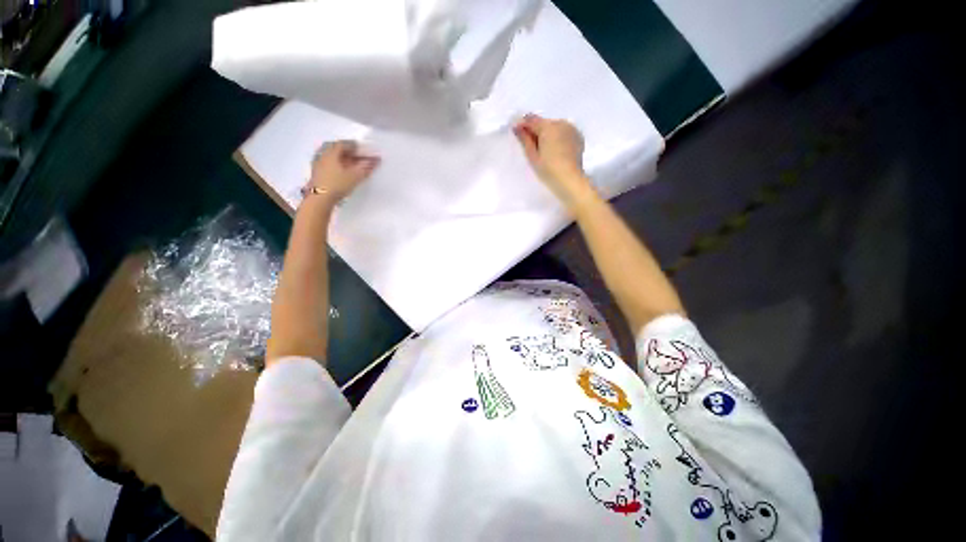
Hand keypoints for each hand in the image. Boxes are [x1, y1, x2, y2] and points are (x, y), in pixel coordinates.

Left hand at [303, 140, 379, 205]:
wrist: (319, 199)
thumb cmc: (337, 184)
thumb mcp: (355, 176)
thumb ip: (366, 167)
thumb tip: (375, 160)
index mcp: (331, 151)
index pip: (344, 144)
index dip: (356, 146)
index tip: (365, 150)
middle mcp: (322, 154)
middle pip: (337, 149)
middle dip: (350, 152)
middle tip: (359, 156)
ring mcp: (318, 163)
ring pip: (333, 157)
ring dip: (344, 159)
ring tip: (353, 165)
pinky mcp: (317, 173)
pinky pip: (329, 164)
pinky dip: (338, 165)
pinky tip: (344, 172)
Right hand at [513, 114, 594, 207]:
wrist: (570, 180)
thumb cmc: (548, 170)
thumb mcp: (533, 156)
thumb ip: (525, 139)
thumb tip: (517, 127)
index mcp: (547, 127)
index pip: (531, 120)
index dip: (523, 125)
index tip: (518, 133)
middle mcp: (560, 123)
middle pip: (544, 123)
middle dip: (537, 131)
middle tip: (533, 147)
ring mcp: (571, 129)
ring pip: (554, 127)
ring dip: (548, 134)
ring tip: (546, 150)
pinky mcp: (578, 136)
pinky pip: (564, 132)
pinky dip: (559, 137)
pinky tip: (557, 150)